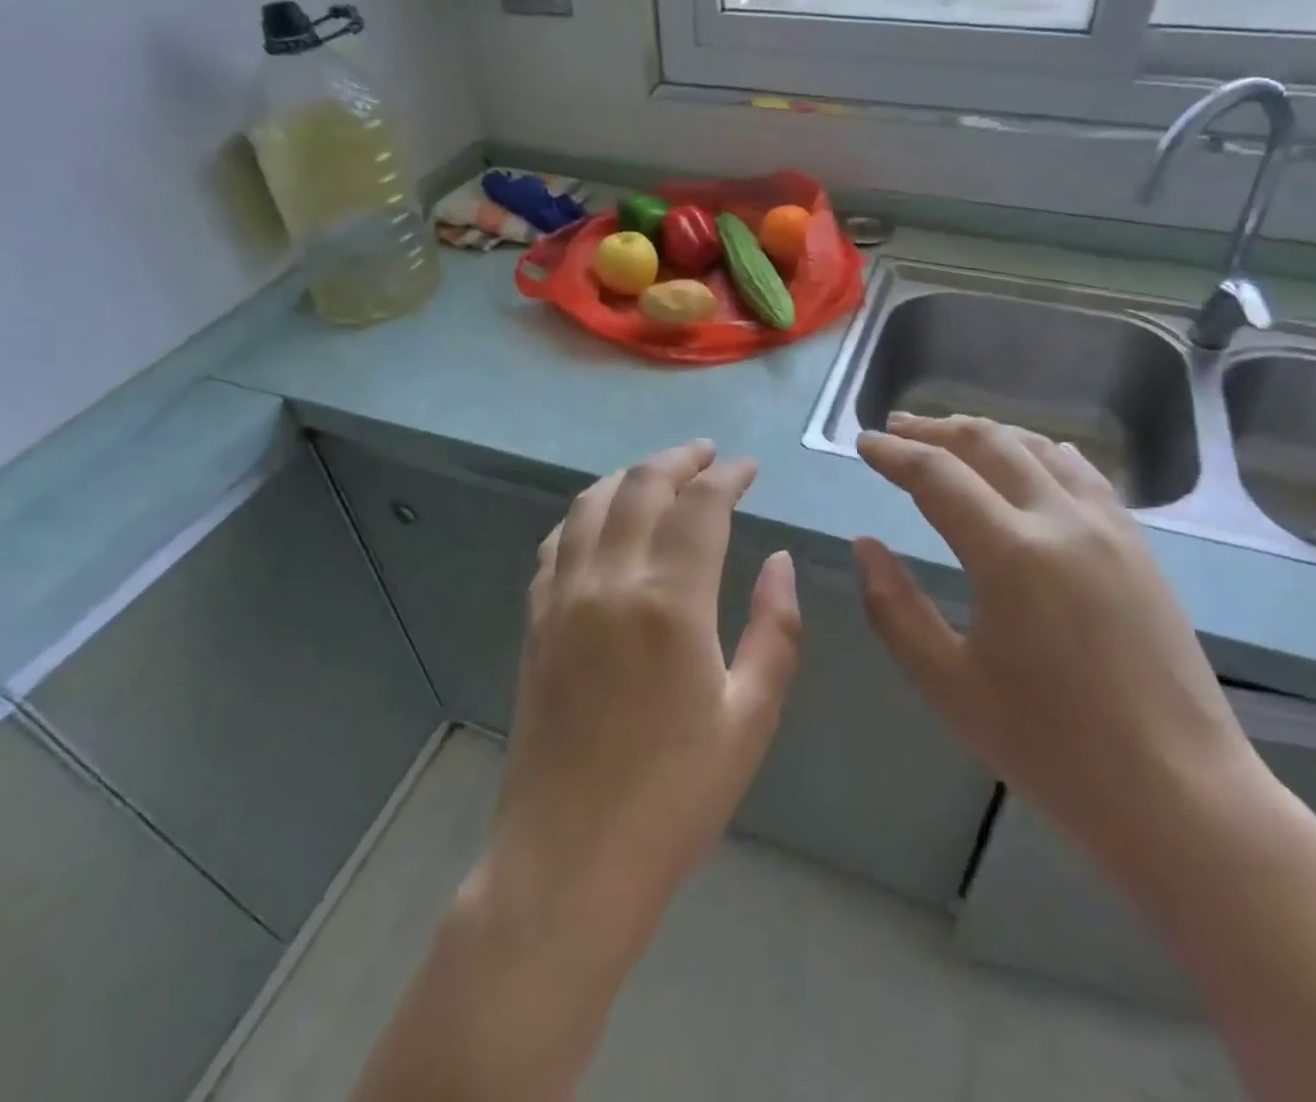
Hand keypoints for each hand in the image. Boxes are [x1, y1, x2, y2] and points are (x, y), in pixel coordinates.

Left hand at [484, 439, 801, 955]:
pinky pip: (556, 543)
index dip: (728, 475)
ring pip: (590, 504)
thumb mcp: (751, 716)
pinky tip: (601, 521)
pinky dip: (585, 514)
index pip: (700, 505)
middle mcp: (609, 582)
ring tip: (660, 474)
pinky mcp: (536, 622)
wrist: (570, 860)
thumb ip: (775, 628)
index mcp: (669, 601)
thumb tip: (779, 561)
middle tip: (708, 456)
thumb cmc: (675, 795)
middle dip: (678, 459)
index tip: (749, 468)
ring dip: (629, 476)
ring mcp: (563, 598)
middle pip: (640, 486)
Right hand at [854, 413, 1262, 871]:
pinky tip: (1025, 460)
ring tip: (948, 437)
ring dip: (985, 433)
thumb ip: (893, 608)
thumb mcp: (947, 685)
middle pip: (988, 443)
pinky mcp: (1136, 544)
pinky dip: (1036, 451)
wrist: (1179, 794)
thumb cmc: (1050, 748)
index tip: (863, 443)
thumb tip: (865, 546)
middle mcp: (1062, 521)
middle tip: (896, 429)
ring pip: (1037, 447)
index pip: (937, 475)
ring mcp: (1108, 527)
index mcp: (1011, 555)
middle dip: (934, 429)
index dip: (893, 454)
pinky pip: (1079, 471)